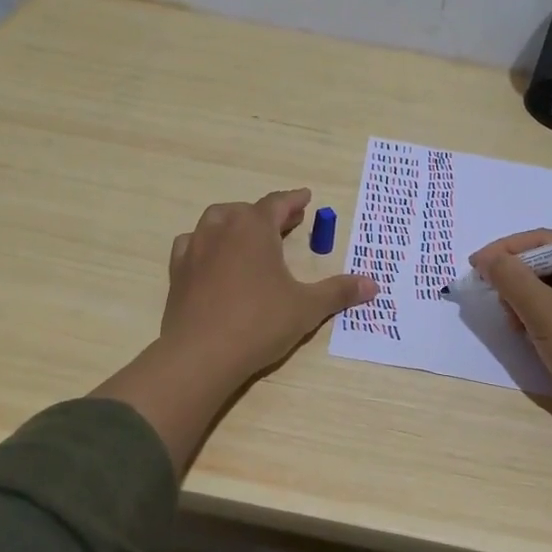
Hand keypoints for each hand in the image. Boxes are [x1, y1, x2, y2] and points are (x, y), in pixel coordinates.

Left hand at [96, 189, 376, 476]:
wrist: (200, 354)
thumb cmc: (259, 323)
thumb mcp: (307, 307)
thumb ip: (338, 291)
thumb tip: (373, 284)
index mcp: (254, 228)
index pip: (277, 203)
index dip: (294, 200)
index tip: (306, 197)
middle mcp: (222, 229)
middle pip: (247, 210)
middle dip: (268, 213)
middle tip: (287, 222)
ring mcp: (195, 248)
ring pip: (216, 221)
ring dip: (235, 223)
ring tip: (249, 236)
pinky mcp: (178, 271)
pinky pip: (192, 244)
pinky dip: (206, 244)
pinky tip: (212, 258)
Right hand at [469, 229, 551, 452]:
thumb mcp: (544, 311)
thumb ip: (510, 279)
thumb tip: (486, 259)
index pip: (546, 241)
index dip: (506, 250)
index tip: (475, 265)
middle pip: (548, 265)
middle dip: (516, 280)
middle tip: (495, 300)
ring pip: (551, 291)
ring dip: (525, 303)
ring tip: (513, 325)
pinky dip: (539, 320)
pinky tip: (528, 337)